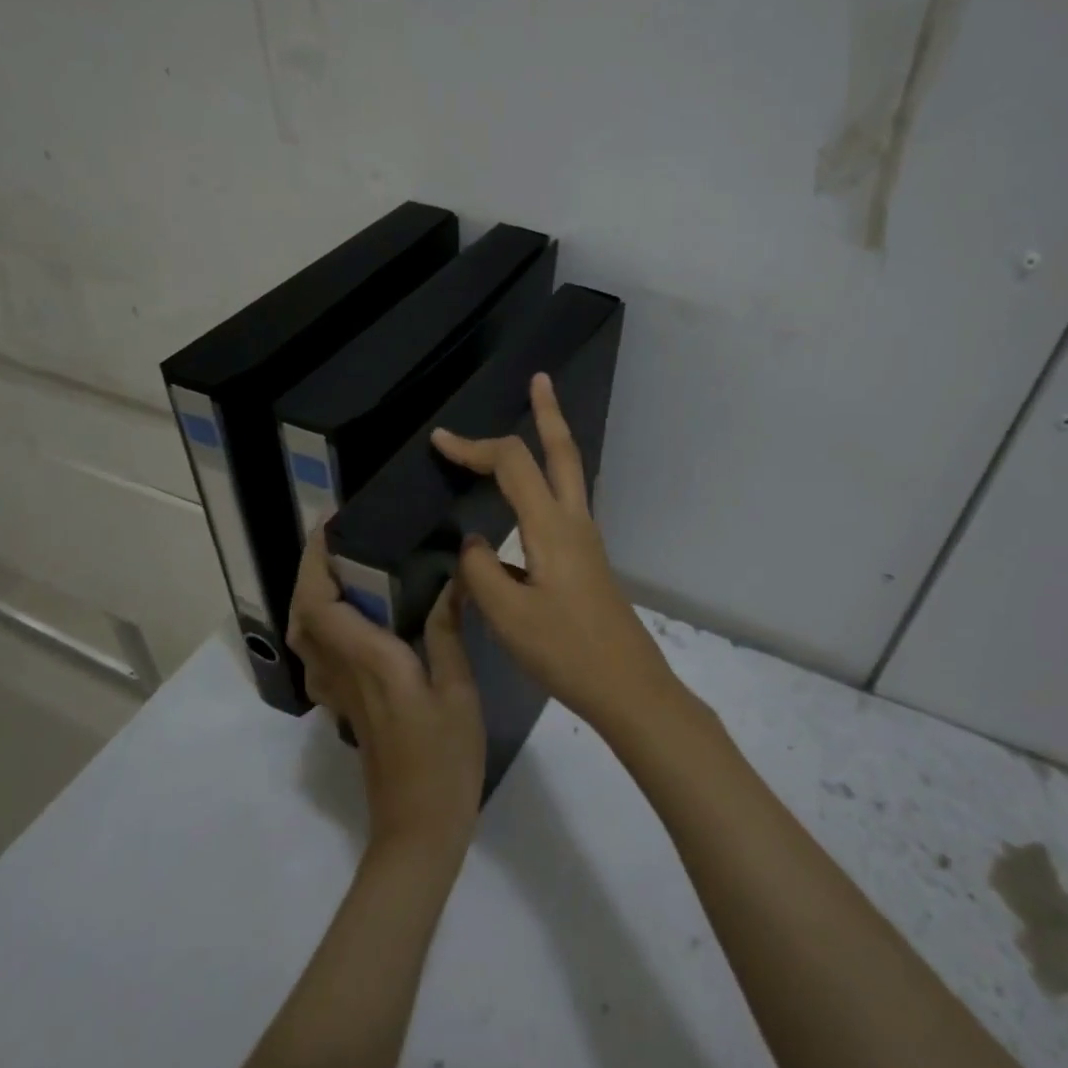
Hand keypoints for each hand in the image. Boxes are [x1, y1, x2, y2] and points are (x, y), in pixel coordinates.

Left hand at [286, 530, 485, 855]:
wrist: (419, 829)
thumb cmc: (446, 758)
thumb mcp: (458, 690)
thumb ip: (449, 632)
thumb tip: (456, 578)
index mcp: (370, 661)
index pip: (322, 603)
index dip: (316, 561)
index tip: (329, 526)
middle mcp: (343, 673)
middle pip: (303, 616)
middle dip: (308, 573)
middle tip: (335, 543)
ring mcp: (339, 696)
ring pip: (304, 639)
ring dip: (310, 599)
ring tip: (341, 573)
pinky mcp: (345, 711)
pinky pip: (318, 660)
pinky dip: (320, 630)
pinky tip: (351, 624)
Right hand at [431, 373, 679, 734]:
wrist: (628, 687)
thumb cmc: (567, 651)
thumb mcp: (508, 616)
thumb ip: (480, 572)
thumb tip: (471, 543)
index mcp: (552, 528)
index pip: (512, 465)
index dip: (474, 447)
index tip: (439, 441)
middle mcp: (574, 523)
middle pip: (563, 453)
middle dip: (548, 413)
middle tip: (540, 380)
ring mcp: (586, 542)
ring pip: (568, 476)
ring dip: (551, 443)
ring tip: (534, 422)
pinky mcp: (586, 562)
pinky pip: (564, 505)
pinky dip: (546, 484)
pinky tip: (525, 505)